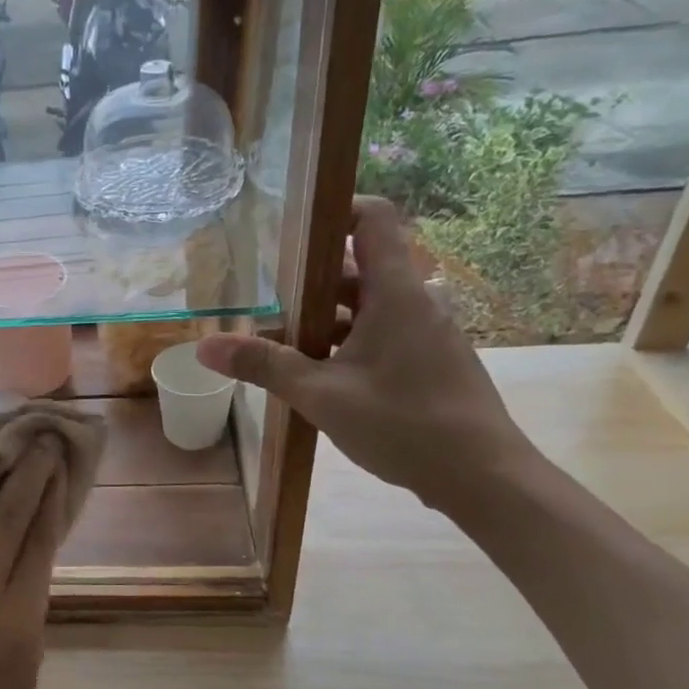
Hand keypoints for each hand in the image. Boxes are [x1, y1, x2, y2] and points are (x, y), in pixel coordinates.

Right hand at [196, 197, 537, 514]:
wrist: (483, 477)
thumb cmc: (404, 424)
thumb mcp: (321, 395)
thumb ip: (264, 365)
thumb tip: (205, 346)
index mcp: (396, 292)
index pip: (373, 218)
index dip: (333, 210)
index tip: (288, 228)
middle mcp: (416, 300)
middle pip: (359, 266)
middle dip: (309, 281)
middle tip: (264, 299)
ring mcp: (427, 331)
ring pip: (368, 304)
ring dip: (325, 317)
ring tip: (280, 342)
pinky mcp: (431, 358)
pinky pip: (382, 331)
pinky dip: (347, 340)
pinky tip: (318, 374)